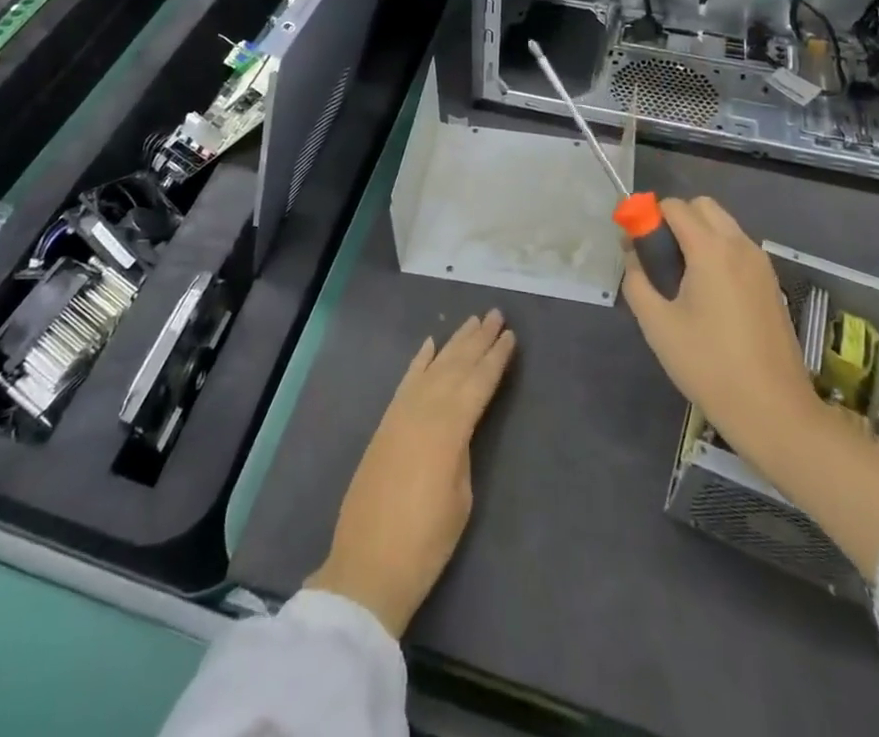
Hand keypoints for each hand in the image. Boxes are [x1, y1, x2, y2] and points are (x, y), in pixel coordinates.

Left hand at [306, 310, 515, 637]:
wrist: (368, 565)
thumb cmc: (426, 542)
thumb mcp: (460, 497)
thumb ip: (462, 450)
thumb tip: (459, 426)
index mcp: (449, 428)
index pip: (478, 383)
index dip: (496, 358)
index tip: (510, 334)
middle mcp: (423, 410)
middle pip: (456, 366)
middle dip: (477, 340)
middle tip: (495, 314)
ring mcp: (400, 414)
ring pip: (433, 367)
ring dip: (453, 343)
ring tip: (471, 321)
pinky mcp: (385, 424)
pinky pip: (406, 382)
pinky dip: (420, 361)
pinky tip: (430, 344)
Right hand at [623, 197, 878, 576]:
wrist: (774, 410)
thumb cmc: (709, 365)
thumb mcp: (658, 325)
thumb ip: (637, 281)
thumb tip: (632, 256)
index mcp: (711, 249)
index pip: (674, 207)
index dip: (648, 218)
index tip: (635, 245)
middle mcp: (740, 246)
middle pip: (702, 207)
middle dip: (676, 219)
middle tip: (659, 257)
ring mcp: (761, 264)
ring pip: (723, 225)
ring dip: (698, 234)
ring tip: (681, 277)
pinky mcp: (771, 284)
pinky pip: (738, 248)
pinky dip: (718, 251)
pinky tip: (707, 293)